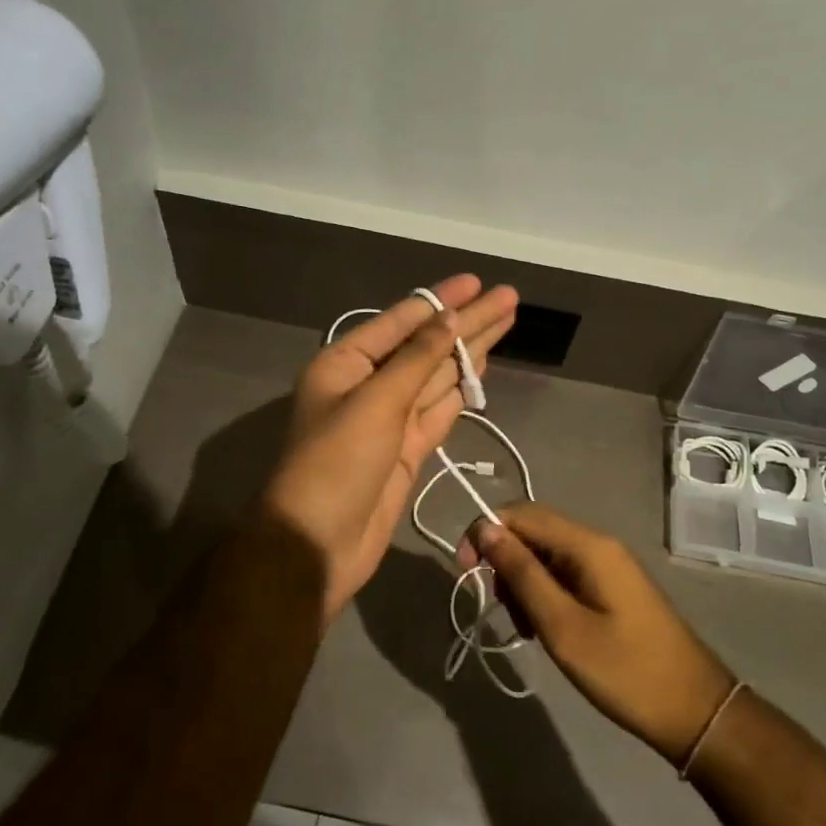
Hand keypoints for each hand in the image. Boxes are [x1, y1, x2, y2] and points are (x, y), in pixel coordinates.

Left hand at [259, 275, 517, 624]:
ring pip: (437, 376)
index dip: (441, 301)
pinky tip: (483, 368)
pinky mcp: (406, 450)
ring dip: (470, 351)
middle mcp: (368, 385)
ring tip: (505, 322)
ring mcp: (389, 419)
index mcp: (346, 363)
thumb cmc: (336, 463)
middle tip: (509, 298)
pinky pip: (439, 409)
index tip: (477, 282)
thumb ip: (417, 360)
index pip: (401, 321)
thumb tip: (449, 319)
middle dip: (466, 322)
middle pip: (426, 346)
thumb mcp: (375, 402)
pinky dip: (461, 390)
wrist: (317, 543)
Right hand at [473, 504, 735, 764]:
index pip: (522, 514)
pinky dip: (544, 595)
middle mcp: (598, 545)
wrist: (696, 713)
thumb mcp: (562, 626)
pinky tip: (544, 630)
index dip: (486, 532)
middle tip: (500, 609)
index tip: (465, 571)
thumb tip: (486, 529)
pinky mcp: (612, 589)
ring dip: (523, 583)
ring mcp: (608, 567)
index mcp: (588, 545)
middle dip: (505, 563)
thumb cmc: (625, 671)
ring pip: (547, 556)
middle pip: (534, 532)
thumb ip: (522, 573)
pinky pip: (565, 576)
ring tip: (524, 628)